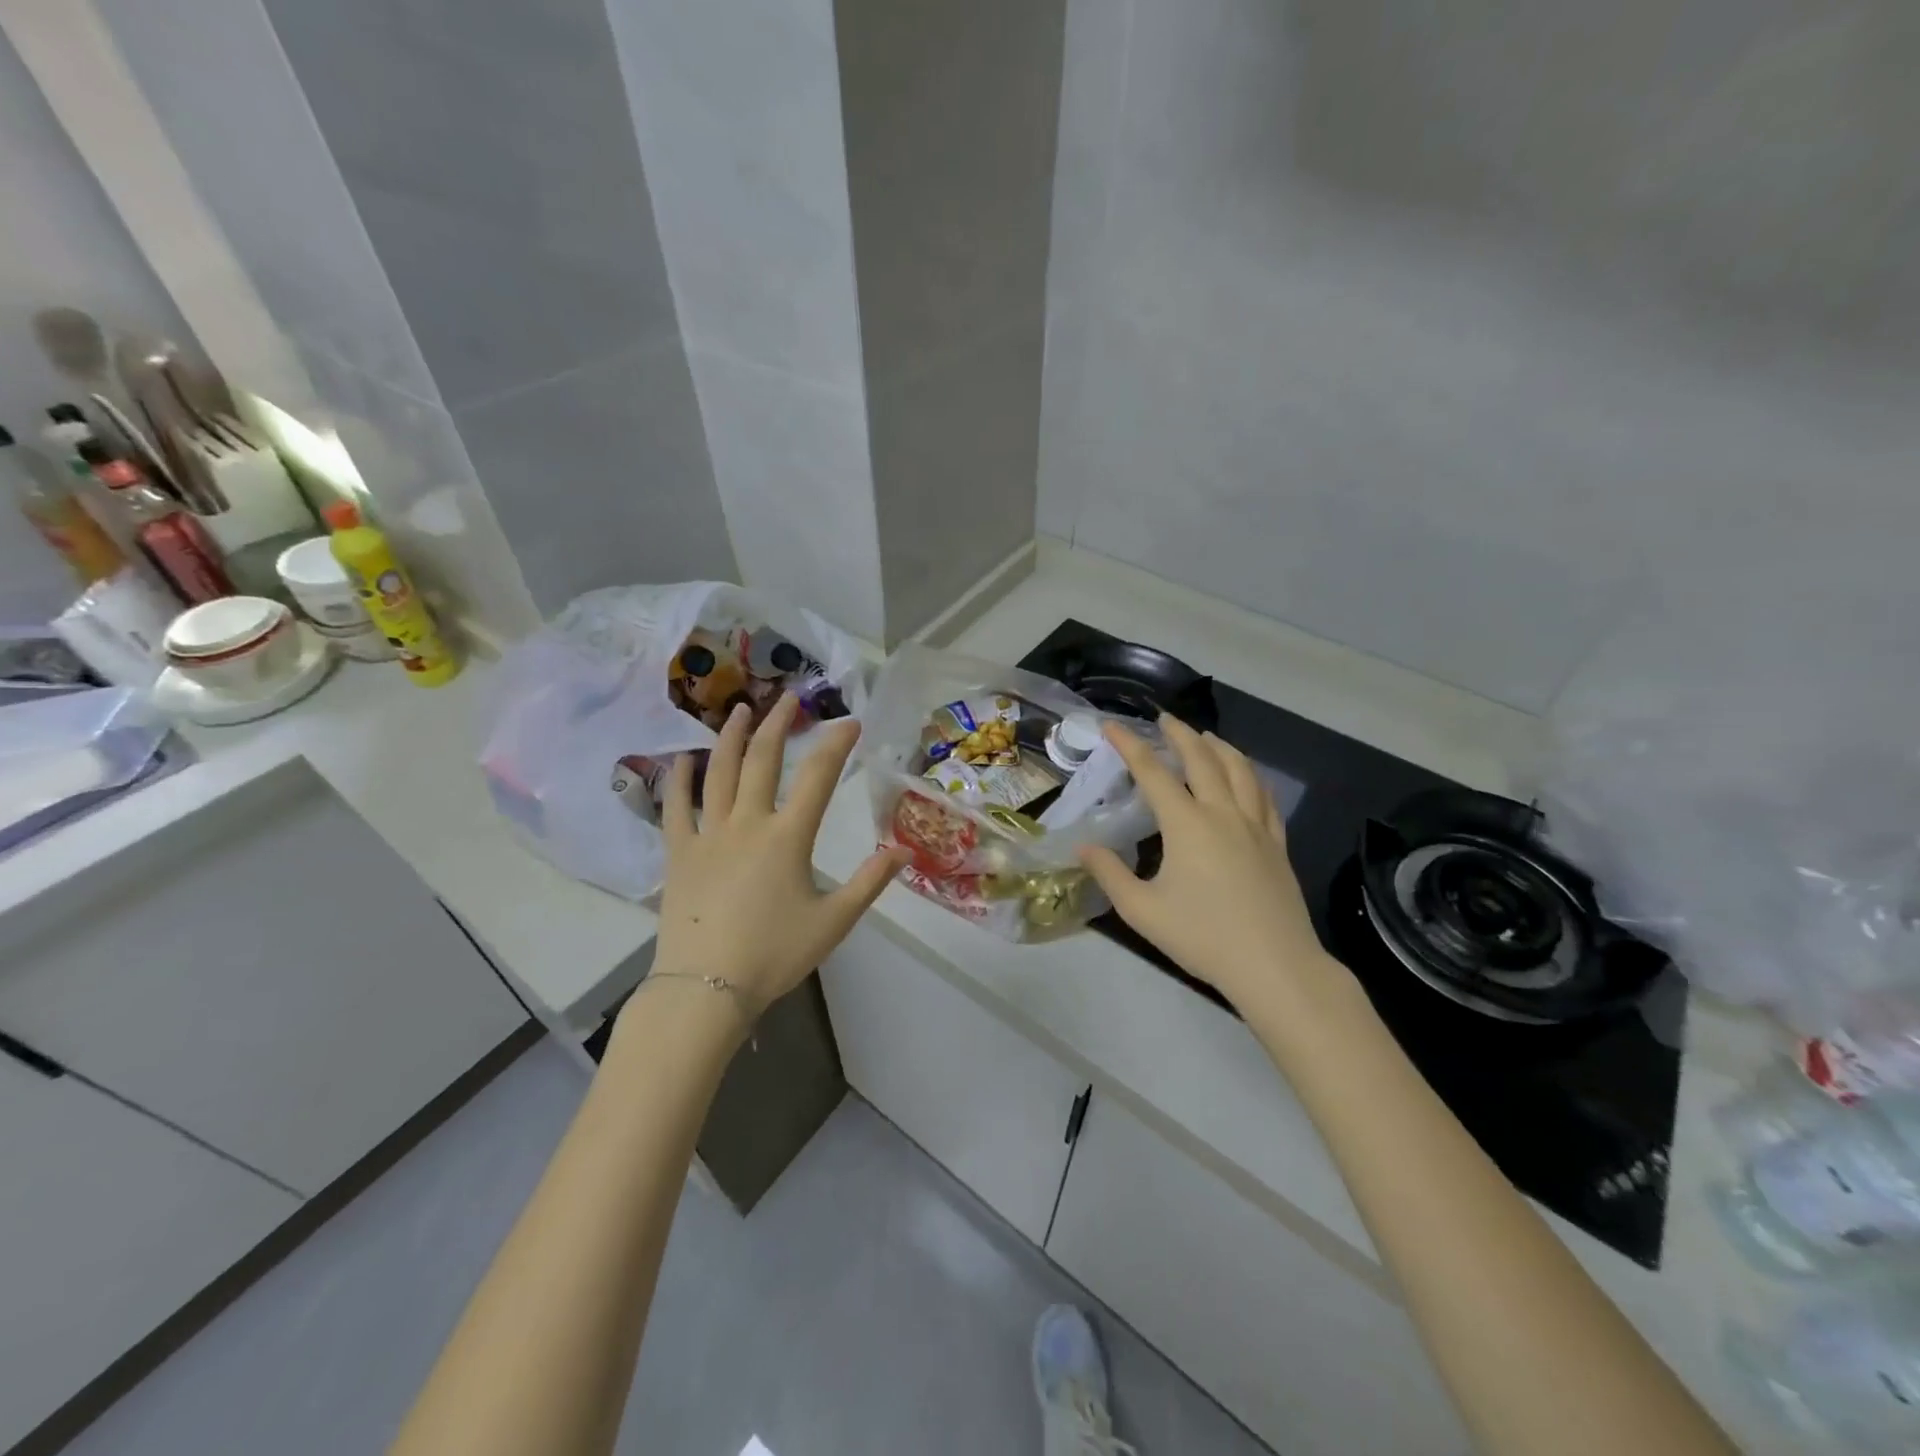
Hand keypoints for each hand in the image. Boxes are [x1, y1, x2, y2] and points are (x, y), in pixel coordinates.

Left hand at [648, 694, 905, 1020]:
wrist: (706, 989)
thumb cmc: (774, 954)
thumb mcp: (834, 921)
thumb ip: (870, 882)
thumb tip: (905, 850)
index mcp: (788, 837)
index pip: (818, 776)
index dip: (836, 744)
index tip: (850, 721)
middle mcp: (747, 823)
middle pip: (763, 760)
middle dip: (779, 724)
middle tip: (790, 698)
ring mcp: (708, 834)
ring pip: (719, 772)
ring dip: (731, 736)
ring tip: (740, 709)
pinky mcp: (678, 853)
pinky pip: (675, 807)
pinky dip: (679, 780)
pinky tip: (682, 759)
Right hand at [1078, 718, 1346, 1015]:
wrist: (1274, 965)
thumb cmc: (1202, 937)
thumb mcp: (1142, 910)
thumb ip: (1110, 873)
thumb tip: (1084, 846)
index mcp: (1187, 824)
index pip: (1153, 772)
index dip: (1130, 745)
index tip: (1112, 726)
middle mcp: (1222, 813)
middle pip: (1202, 759)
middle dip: (1180, 734)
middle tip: (1164, 719)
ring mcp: (1255, 826)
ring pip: (1240, 770)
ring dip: (1220, 747)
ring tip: (1207, 737)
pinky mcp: (1277, 844)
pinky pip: (1265, 797)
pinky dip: (1251, 776)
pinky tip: (1247, 778)